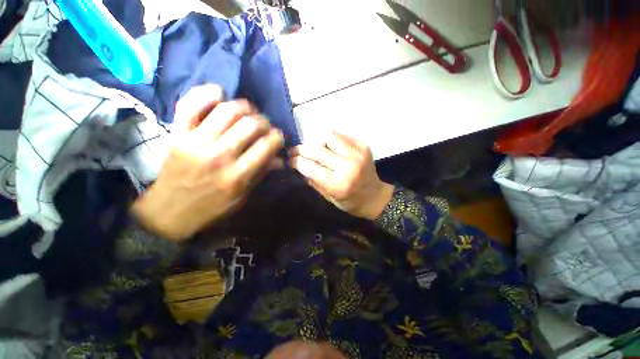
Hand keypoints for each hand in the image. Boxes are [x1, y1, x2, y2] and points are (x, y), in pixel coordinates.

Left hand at [132, 85, 284, 240]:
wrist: (169, 212)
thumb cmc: (211, 208)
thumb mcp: (242, 197)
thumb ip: (261, 173)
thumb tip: (280, 158)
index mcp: (237, 176)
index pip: (266, 146)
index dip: (277, 137)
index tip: (277, 138)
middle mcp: (219, 156)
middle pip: (250, 125)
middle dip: (264, 122)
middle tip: (264, 126)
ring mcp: (195, 142)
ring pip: (227, 110)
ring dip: (244, 107)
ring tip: (248, 113)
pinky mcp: (177, 133)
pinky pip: (190, 104)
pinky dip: (207, 94)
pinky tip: (220, 95)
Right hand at [290, 131, 393, 219]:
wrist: (375, 196)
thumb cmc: (350, 202)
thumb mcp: (329, 197)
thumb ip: (313, 181)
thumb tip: (298, 165)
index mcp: (338, 184)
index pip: (310, 167)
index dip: (296, 161)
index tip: (289, 160)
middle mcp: (348, 166)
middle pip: (317, 150)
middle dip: (301, 149)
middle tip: (295, 151)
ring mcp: (357, 154)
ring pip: (329, 136)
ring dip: (318, 142)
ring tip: (316, 149)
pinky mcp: (363, 146)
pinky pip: (341, 136)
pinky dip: (332, 140)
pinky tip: (330, 147)